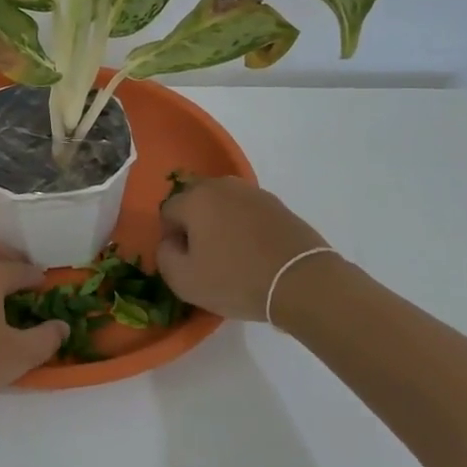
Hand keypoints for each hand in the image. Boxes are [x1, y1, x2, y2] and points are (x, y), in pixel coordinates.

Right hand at [157, 176, 335, 323]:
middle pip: (195, 202)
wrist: (302, 281)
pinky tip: (254, 253)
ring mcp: (253, 192)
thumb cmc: (236, 279)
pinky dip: (245, 228)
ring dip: (220, 224)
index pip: (168, 212)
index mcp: (195, 198)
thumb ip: (164, 256)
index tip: (185, 261)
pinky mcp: (278, 205)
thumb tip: (171, 243)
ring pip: (223, 205)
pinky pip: (248, 212)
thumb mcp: (184, 280)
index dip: (171, 238)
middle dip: (194, 225)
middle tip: (206, 257)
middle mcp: (222, 185)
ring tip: (232, 256)